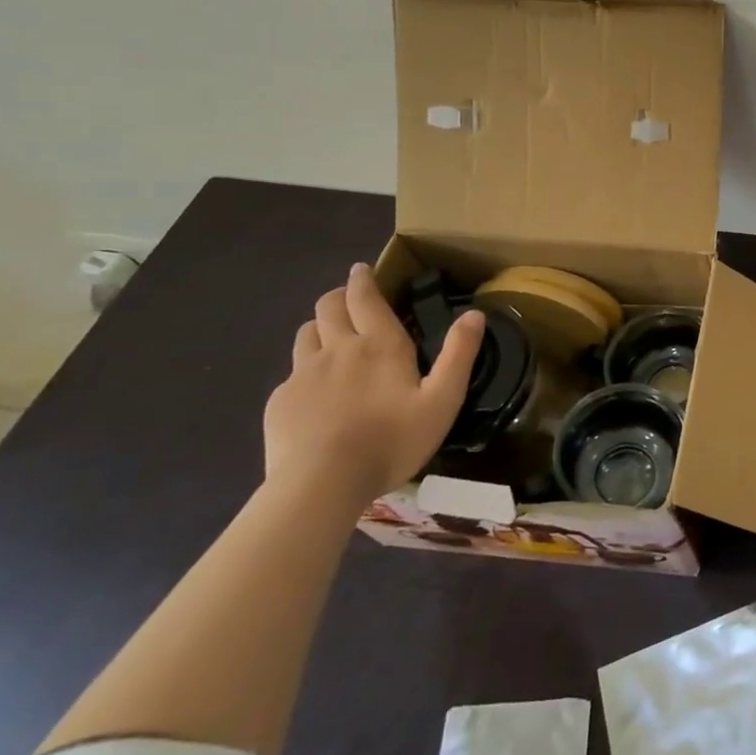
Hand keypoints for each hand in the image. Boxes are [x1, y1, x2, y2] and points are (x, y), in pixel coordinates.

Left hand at [263, 263, 484, 504]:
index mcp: (379, 344)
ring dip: (320, 326)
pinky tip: (316, 390)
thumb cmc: (391, 440)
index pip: (365, 298)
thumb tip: (475, 314)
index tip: (361, 269)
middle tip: (350, 299)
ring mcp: (302, 374)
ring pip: (306, 333)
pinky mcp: (280, 401)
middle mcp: (337, 348)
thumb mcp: (442, 400)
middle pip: (329, 307)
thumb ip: (459, 354)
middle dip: (339, 296)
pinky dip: (305, 368)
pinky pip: (292, 372)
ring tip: (331, 337)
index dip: (362, 279)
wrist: (321, 485)